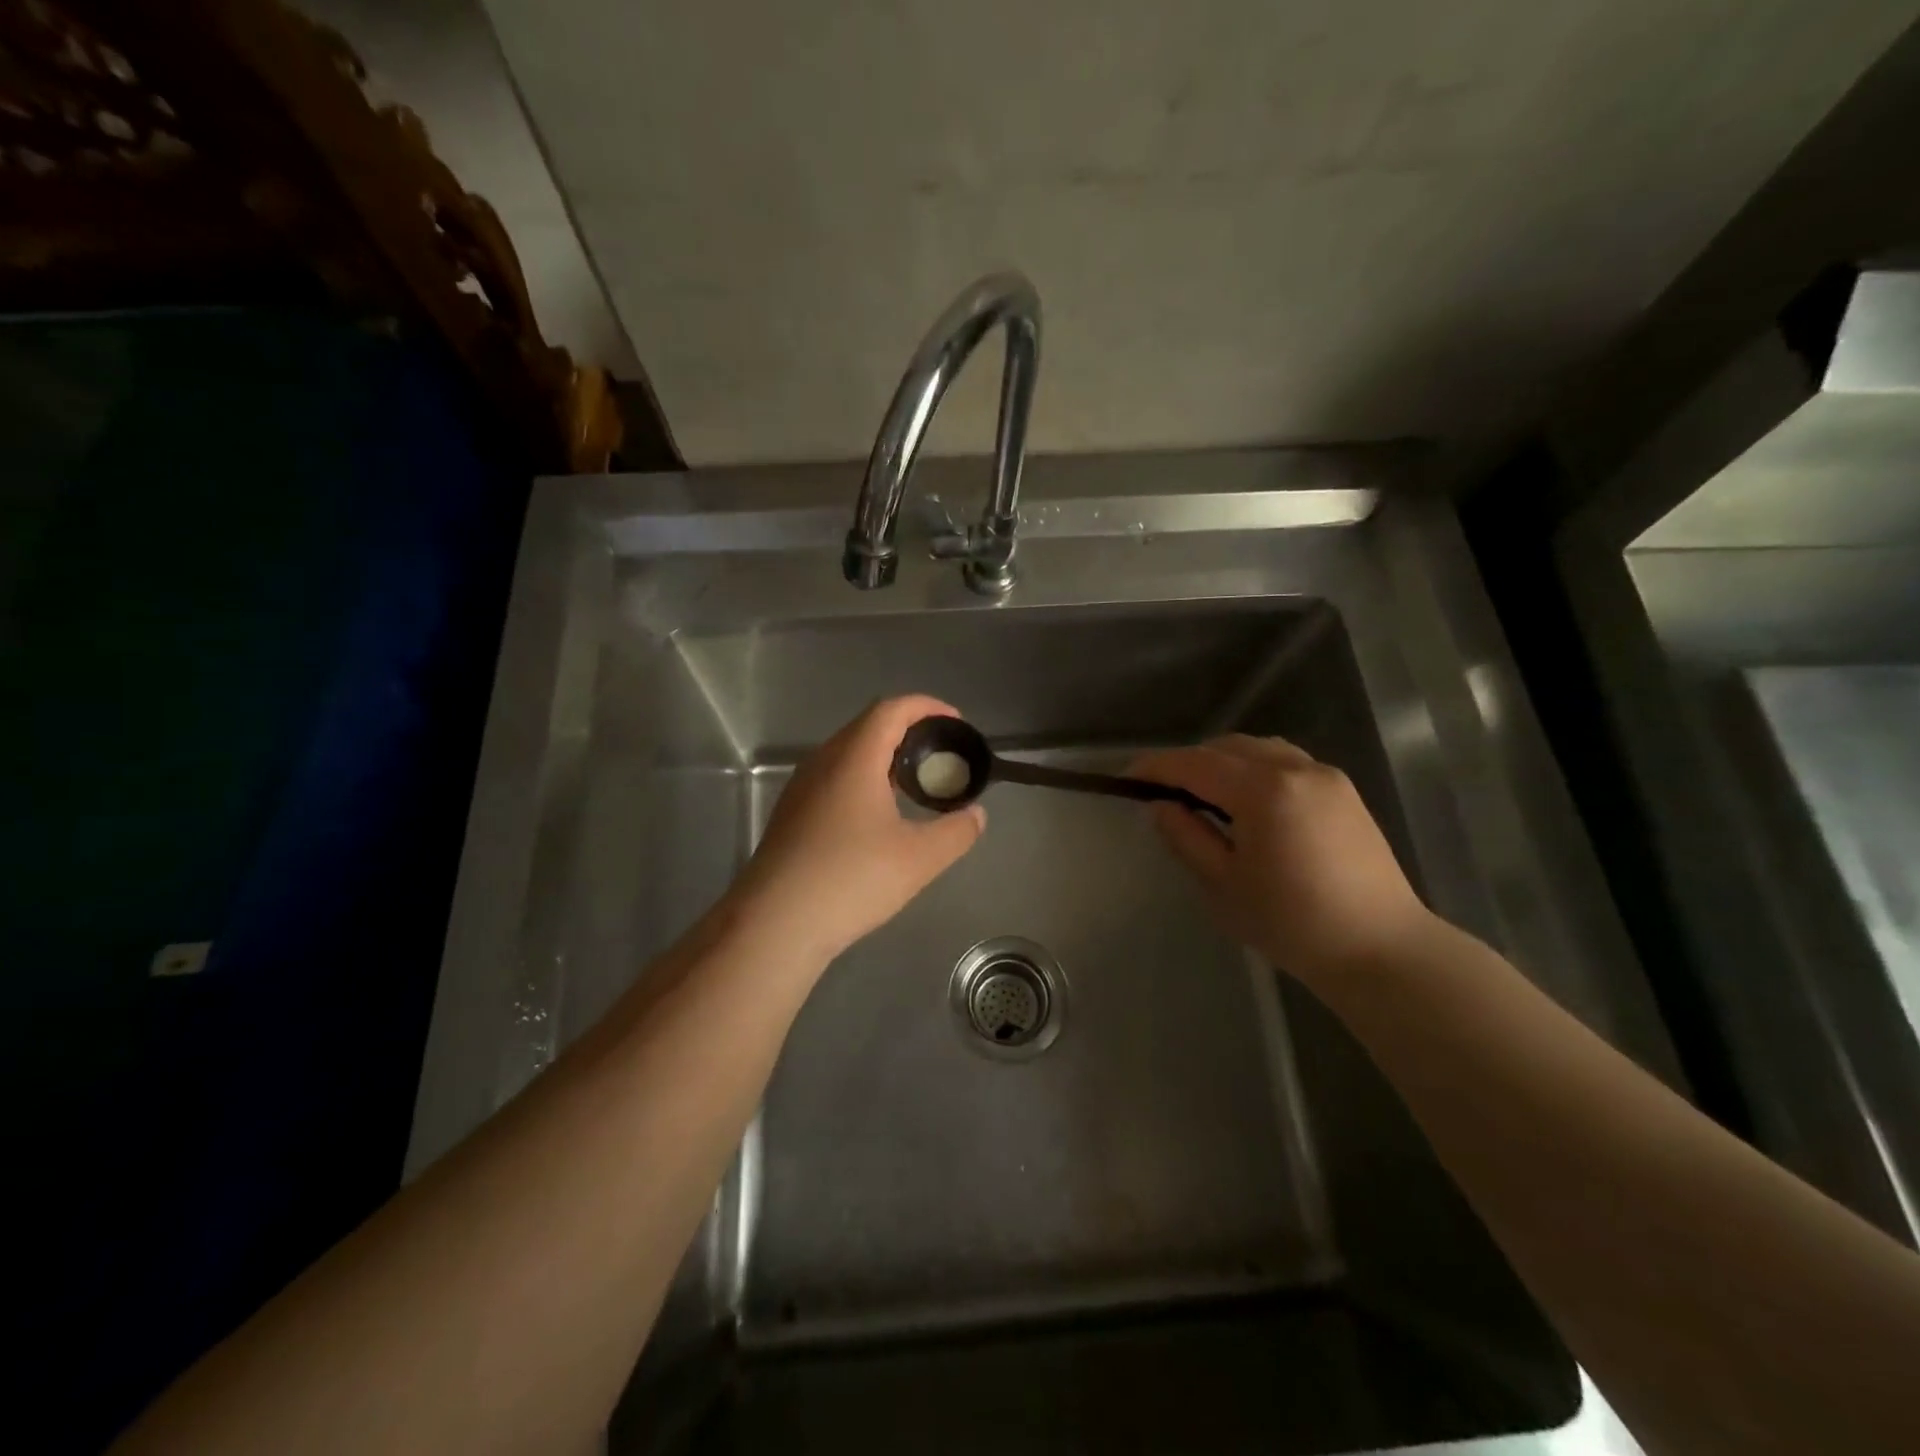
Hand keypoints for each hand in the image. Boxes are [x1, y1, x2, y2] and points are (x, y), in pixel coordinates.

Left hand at [727, 695, 985, 963]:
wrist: (775, 923)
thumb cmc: (851, 880)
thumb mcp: (919, 859)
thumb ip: (957, 832)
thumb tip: (976, 815)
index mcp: (854, 758)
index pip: (892, 709)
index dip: (927, 707)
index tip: (955, 722)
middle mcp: (823, 762)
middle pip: (868, 726)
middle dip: (909, 730)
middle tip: (940, 754)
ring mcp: (802, 788)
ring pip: (848, 753)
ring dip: (884, 756)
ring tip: (914, 782)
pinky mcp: (791, 814)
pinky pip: (834, 777)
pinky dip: (863, 778)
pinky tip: (877, 815)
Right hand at [1130, 735, 1433, 984]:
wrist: (1380, 949)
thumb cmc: (1292, 924)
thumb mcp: (1223, 885)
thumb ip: (1186, 837)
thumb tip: (1161, 806)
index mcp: (1264, 791)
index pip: (1195, 764)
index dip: (1156, 767)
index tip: (1126, 778)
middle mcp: (1296, 769)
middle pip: (1226, 747)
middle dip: (1188, 762)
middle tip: (1161, 790)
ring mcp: (1325, 776)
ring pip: (1259, 749)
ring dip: (1222, 761)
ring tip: (1202, 793)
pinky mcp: (1343, 791)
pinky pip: (1286, 762)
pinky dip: (1255, 768)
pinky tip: (1247, 800)